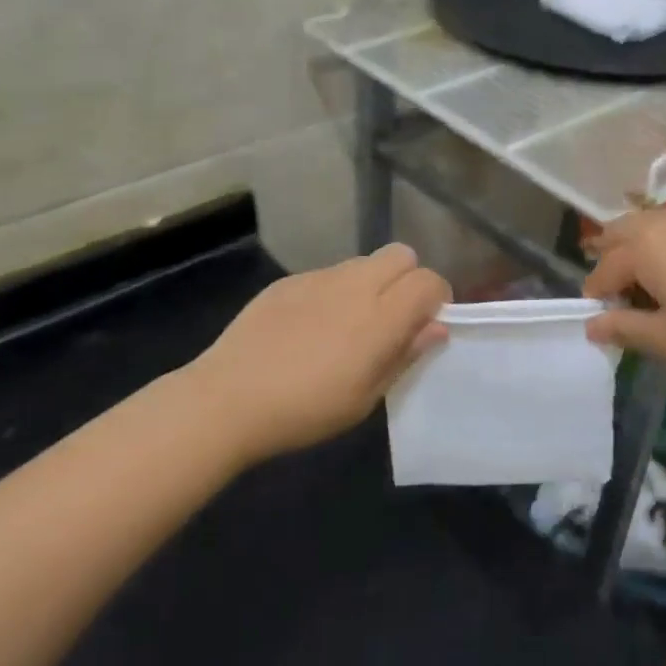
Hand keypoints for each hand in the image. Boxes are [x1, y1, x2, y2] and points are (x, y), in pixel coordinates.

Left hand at [189, 243, 450, 462]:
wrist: (228, 398)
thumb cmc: (305, 410)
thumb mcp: (365, 397)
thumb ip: (404, 355)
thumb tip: (435, 327)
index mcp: (380, 317)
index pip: (429, 281)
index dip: (437, 298)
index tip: (426, 324)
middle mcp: (355, 285)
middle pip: (402, 255)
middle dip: (408, 279)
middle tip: (393, 318)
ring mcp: (319, 277)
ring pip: (364, 262)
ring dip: (371, 284)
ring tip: (349, 324)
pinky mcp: (289, 280)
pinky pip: (327, 274)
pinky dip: (334, 292)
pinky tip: (309, 328)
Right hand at [583, 206, 665, 371]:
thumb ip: (624, 329)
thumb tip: (591, 325)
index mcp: (640, 247)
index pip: (602, 271)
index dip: (597, 297)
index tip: (602, 321)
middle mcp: (659, 222)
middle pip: (616, 233)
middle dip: (608, 261)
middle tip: (618, 297)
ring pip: (643, 226)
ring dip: (633, 249)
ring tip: (647, 286)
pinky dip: (659, 244)